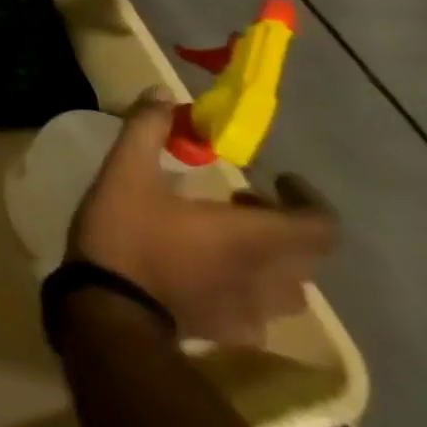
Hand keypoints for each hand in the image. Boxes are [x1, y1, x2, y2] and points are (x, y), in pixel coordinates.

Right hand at [67, 88, 337, 344]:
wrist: (106, 310)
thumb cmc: (125, 234)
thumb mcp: (125, 171)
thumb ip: (146, 129)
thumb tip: (162, 93)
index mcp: (253, 237)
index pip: (320, 226)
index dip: (310, 200)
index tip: (279, 180)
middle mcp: (266, 278)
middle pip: (307, 257)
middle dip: (284, 225)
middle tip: (245, 204)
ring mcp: (250, 312)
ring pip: (287, 289)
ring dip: (271, 261)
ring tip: (231, 243)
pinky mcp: (227, 333)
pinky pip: (257, 314)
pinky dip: (246, 292)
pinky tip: (208, 280)